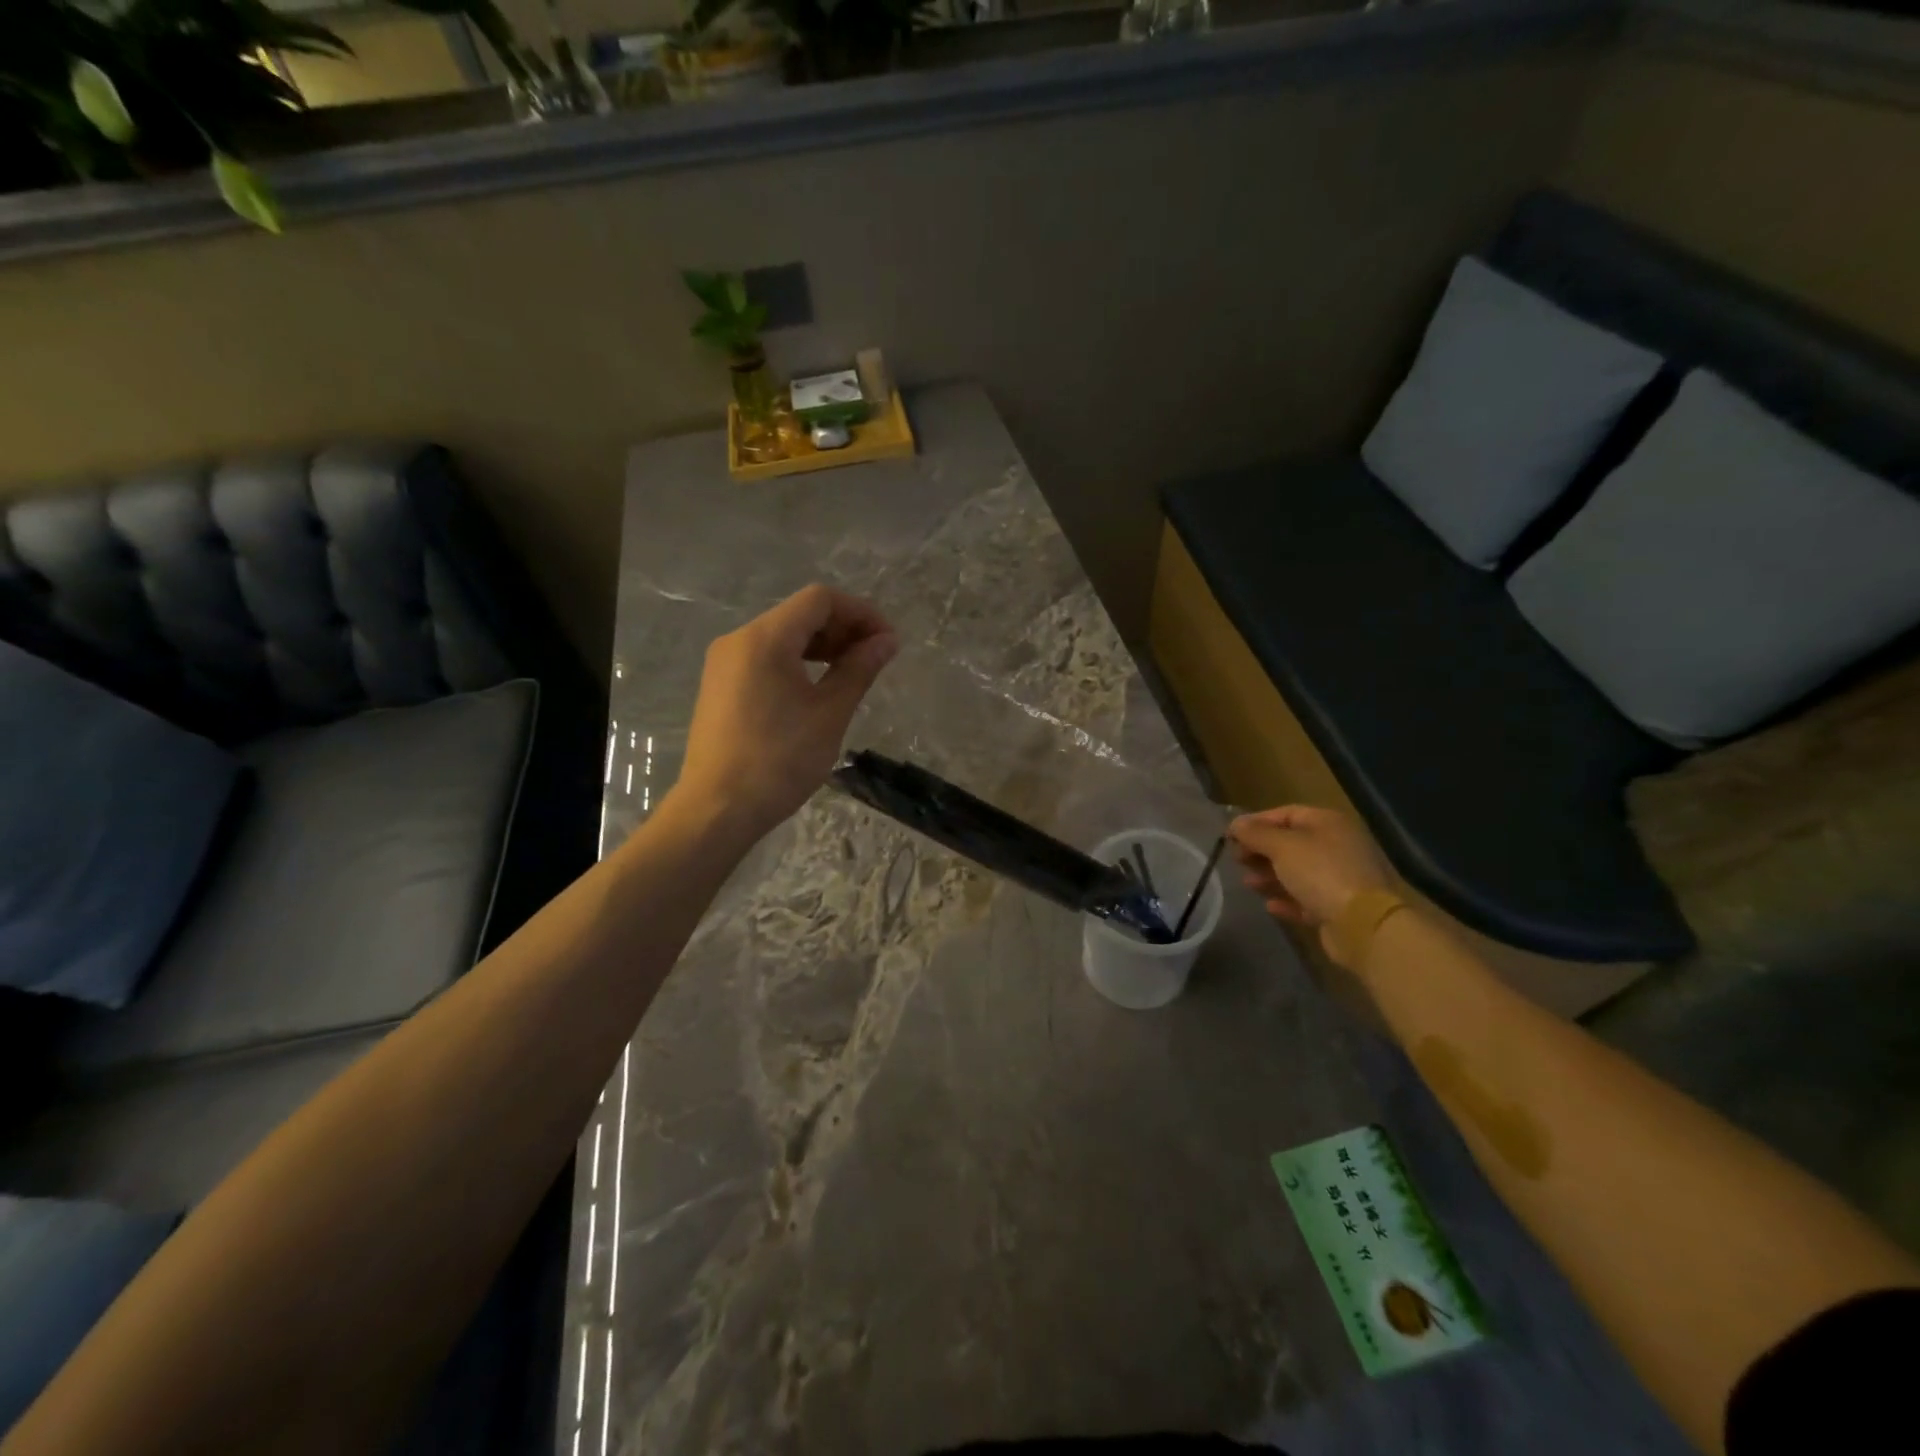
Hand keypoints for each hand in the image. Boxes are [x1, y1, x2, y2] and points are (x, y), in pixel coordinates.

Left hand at [675, 584, 897, 839]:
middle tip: (876, 660)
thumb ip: (859, 669)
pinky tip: (818, 689)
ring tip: (852, 674)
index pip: (820, 600)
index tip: (887, 643)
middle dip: (843, 629)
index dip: (861, 613)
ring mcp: (724, 663)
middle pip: (800, 614)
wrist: (717, 810)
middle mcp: (739, 639)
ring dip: (822, 646)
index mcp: (765, 638)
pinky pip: (766, 658)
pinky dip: (798, 662)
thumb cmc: (779, 760)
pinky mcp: (720, 686)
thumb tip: (886, 641)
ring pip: (783, 636)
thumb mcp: (829, 713)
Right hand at [1229, 805, 1391, 956]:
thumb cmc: (1320, 873)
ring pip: (1297, 872)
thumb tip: (1235, 823)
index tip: (1230, 836)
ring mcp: (1340, 878)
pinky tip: (1269, 905)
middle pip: (1290, 843)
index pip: (1285, 813)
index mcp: (1328, 823)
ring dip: (1270, 876)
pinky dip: (1287, 899)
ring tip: (1248, 883)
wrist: (1363, 924)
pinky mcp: (1338, 907)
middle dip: (1261, 851)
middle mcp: (1336, 846)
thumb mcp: (1282, 846)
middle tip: (1237, 860)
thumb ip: (1255, 833)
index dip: (1256, 822)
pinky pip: (1306, 899)